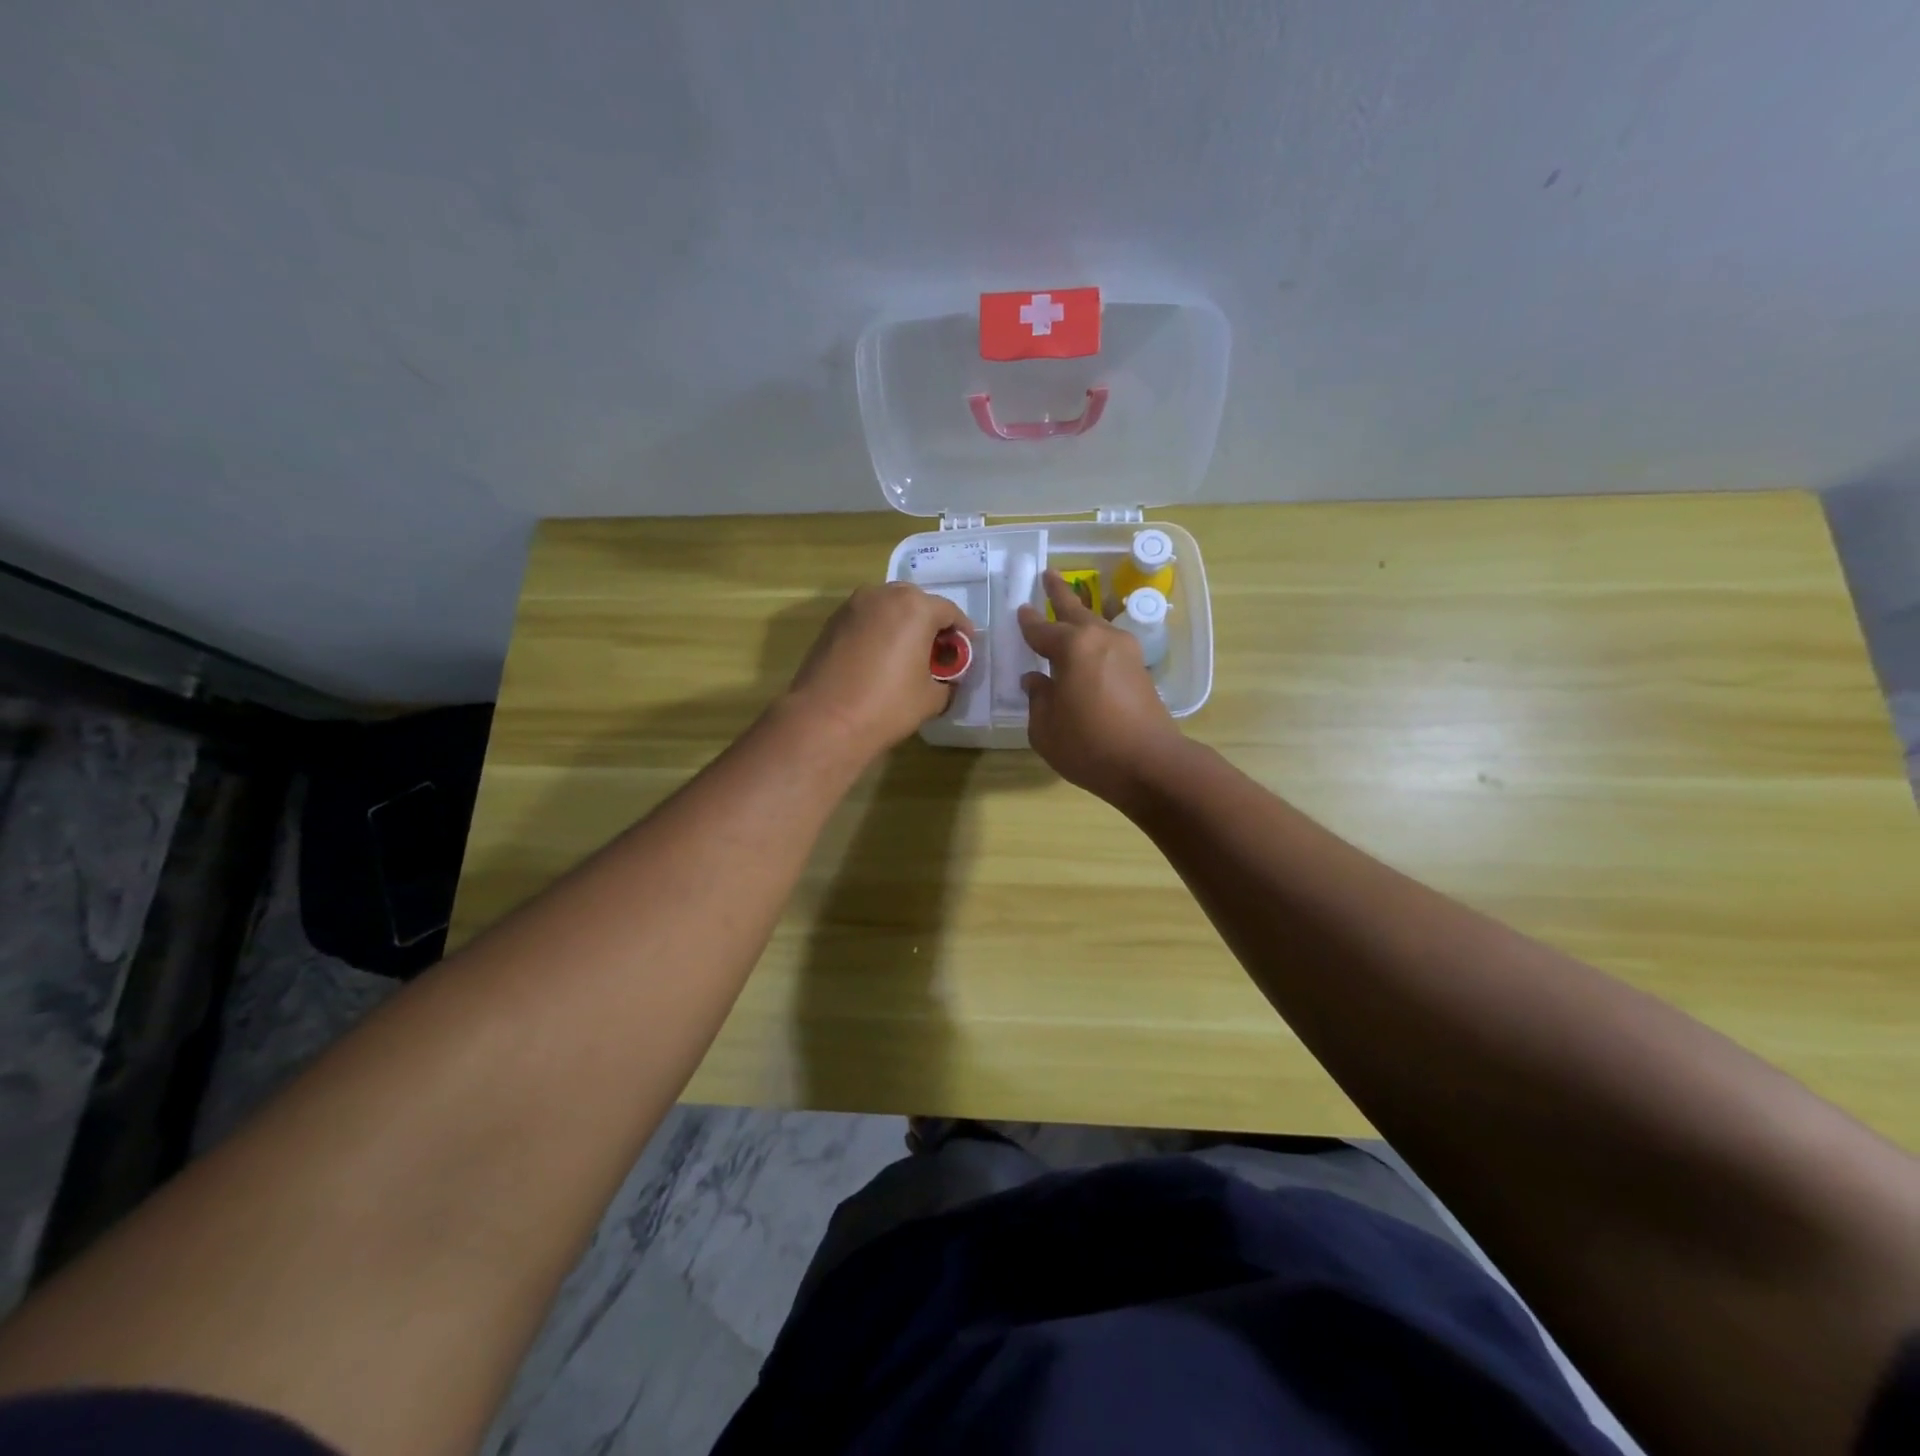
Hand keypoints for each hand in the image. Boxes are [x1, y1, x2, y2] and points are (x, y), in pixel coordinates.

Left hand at [786, 583, 971, 760]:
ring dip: (901, 625)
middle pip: (916, 602)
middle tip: (935, 652)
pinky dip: (877, 632)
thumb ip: (947, 680)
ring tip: (905, 655)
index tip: (964, 651)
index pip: (949, 612)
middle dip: (929, 623)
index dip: (961, 632)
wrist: (825, 720)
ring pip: (887, 608)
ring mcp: (853, 606)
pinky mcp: (831, 622)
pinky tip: (877, 659)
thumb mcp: (932, 698)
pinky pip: (865, 620)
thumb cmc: (887, 706)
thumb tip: (945, 679)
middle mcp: (883, 595)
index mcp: (915, 607)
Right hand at [1018, 570, 1181, 805]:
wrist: (1150, 764)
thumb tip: (1037, 681)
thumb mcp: (1045, 728)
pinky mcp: (1140, 670)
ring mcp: (1126, 652)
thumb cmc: (1089, 745)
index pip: (1041, 629)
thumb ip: (1038, 698)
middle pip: (1075, 610)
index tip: (1020, 609)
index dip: (1028, 622)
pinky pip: (1109, 644)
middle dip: (1059, 593)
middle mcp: (1100, 639)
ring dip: (1081, 614)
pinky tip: (1089, 647)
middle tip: (1048, 573)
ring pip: (1097, 625)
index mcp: (1072, 647)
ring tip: (1070, 607)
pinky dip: (1095, 640)